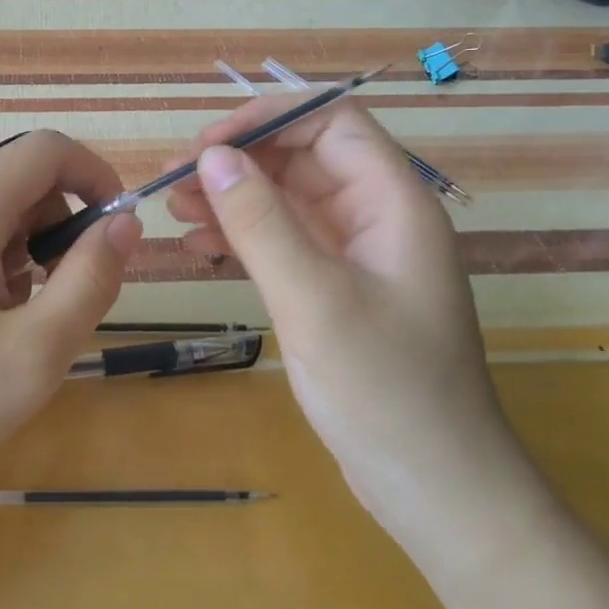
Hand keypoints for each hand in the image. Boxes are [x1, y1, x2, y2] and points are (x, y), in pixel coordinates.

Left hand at [0, 130, 142, 512]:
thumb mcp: (32, 354)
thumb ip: (89, 280)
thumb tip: (124, 222)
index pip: (44, 150)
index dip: (93, 175)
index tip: (114, 230)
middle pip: (17, 183)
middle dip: (57, 229)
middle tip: (60, 301)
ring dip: (22, 254)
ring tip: (12, 326)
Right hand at [165, 96, 522, 534]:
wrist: (434, 488)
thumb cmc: (384, 389)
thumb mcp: (313, 299)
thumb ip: (260, 221)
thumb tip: (212, 156)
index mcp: (393, 201)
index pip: (329, 122)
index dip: (266, 119)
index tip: (204, 145)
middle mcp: (377, 215)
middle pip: (303, 156)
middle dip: (238, 160)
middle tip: (174, 180)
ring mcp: (356, 252)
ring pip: (287, 197)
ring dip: (232, 196)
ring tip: (176, 209)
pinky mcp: (336, 286)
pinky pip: (284, 239)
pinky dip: (242, 234)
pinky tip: (201, 247)